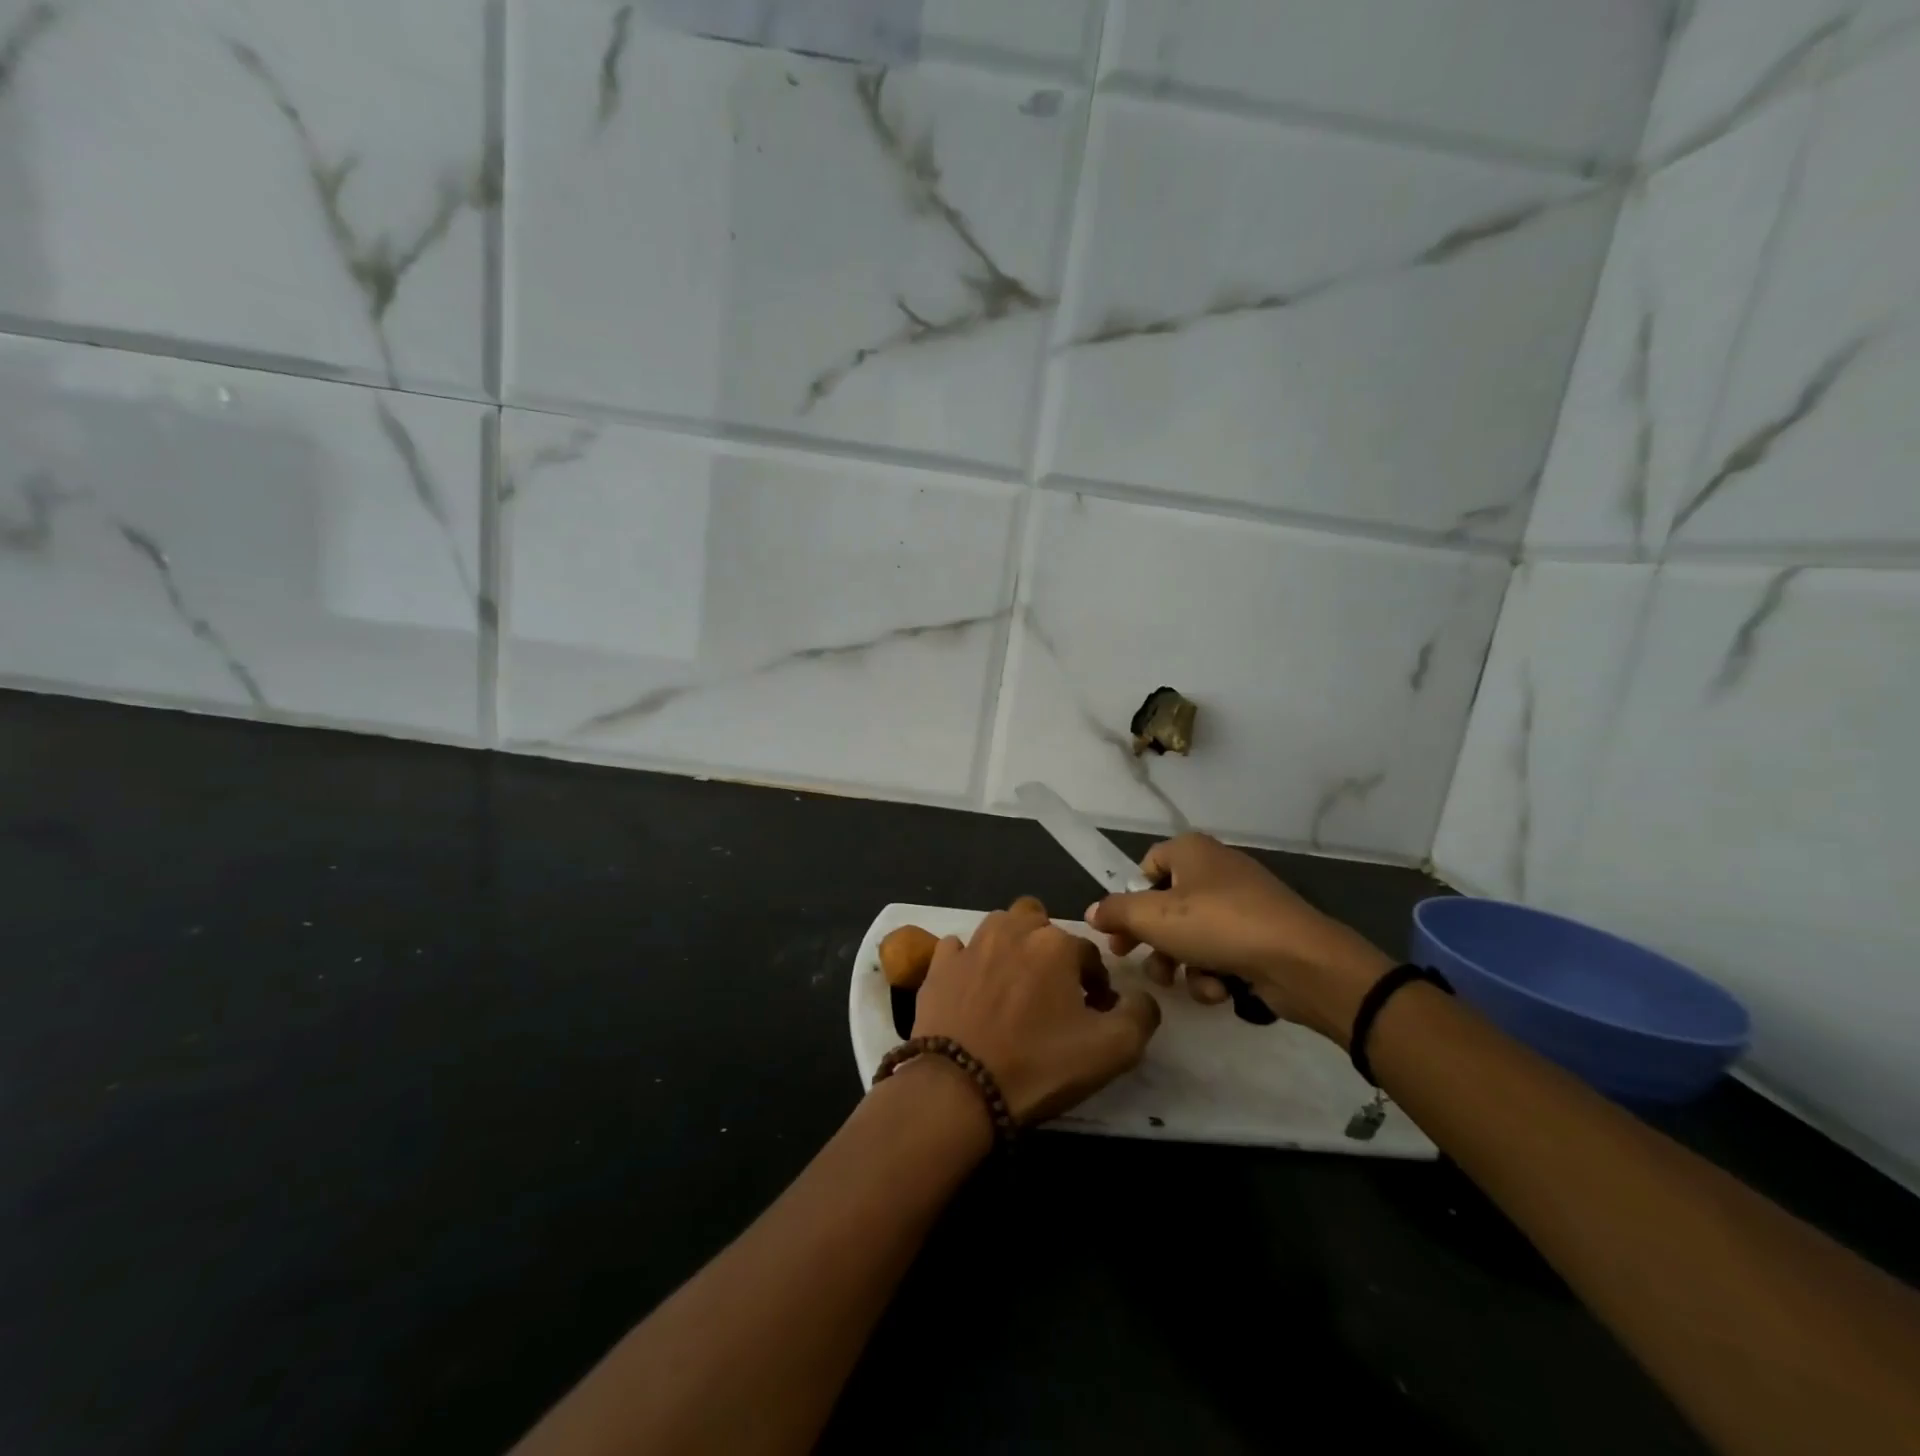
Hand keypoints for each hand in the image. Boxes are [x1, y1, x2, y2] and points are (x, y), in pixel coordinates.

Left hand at [910, 905, 1160, 1126]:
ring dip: (1012, 948)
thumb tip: (1140, 996)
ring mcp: (971, 944)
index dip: (1096, 984)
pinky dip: (969, 962)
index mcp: (1056, 943)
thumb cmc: (1038, 1065)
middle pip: (1040, 925)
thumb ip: (1140, 1014)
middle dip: (1051, 950)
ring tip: (1014, 990)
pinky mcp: (939, 965)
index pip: (1089, 954)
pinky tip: (973, 989)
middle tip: (1052, 993)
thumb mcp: (1112, 1050)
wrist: (959, 1088)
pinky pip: (959, 949)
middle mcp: (1012, 930)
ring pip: (1000, 928)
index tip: (1093, 1015)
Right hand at [1085, 834, 1392, 1046]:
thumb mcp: (1153, 917)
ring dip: (1180, 962)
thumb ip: (1116, 912)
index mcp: (1192, 851)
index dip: (1128, 898)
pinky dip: (1214, 972)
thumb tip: (1092, 912)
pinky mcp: (1262, 937)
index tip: (1118, 930)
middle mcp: (1217, 870)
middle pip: (1167, 904)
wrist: (1301, 961)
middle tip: (1133, 960)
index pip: (1147, 865)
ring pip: (1192, 934)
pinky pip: (1222, 951)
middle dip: (1151, 939)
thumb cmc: (1218, 925)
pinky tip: (1220, 990)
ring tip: (1180, 982)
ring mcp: (1243, 904)